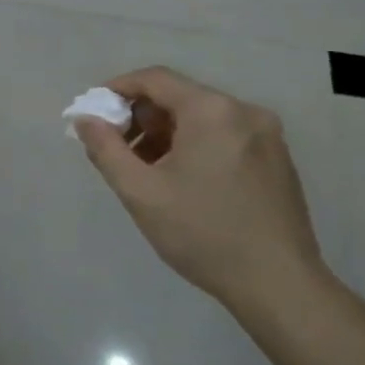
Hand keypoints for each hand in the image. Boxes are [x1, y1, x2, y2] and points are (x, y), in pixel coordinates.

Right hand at [74, 66, 327, 307]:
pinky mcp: (277, 157)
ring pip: (201, 117)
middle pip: (179, 96)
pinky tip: (183, 182)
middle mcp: (244, 111)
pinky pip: (224, 135)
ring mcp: (267, 134)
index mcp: (211, 111)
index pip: (154, 79)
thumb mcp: (140, 192)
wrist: (279, 285)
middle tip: (118, 151)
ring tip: (147, 172)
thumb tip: (85, 118)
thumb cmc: (202, 234)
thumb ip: (105, 149)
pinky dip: (195, 146)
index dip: (117, 89)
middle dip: (141, 118)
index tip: (94, 114)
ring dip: (166, 134)